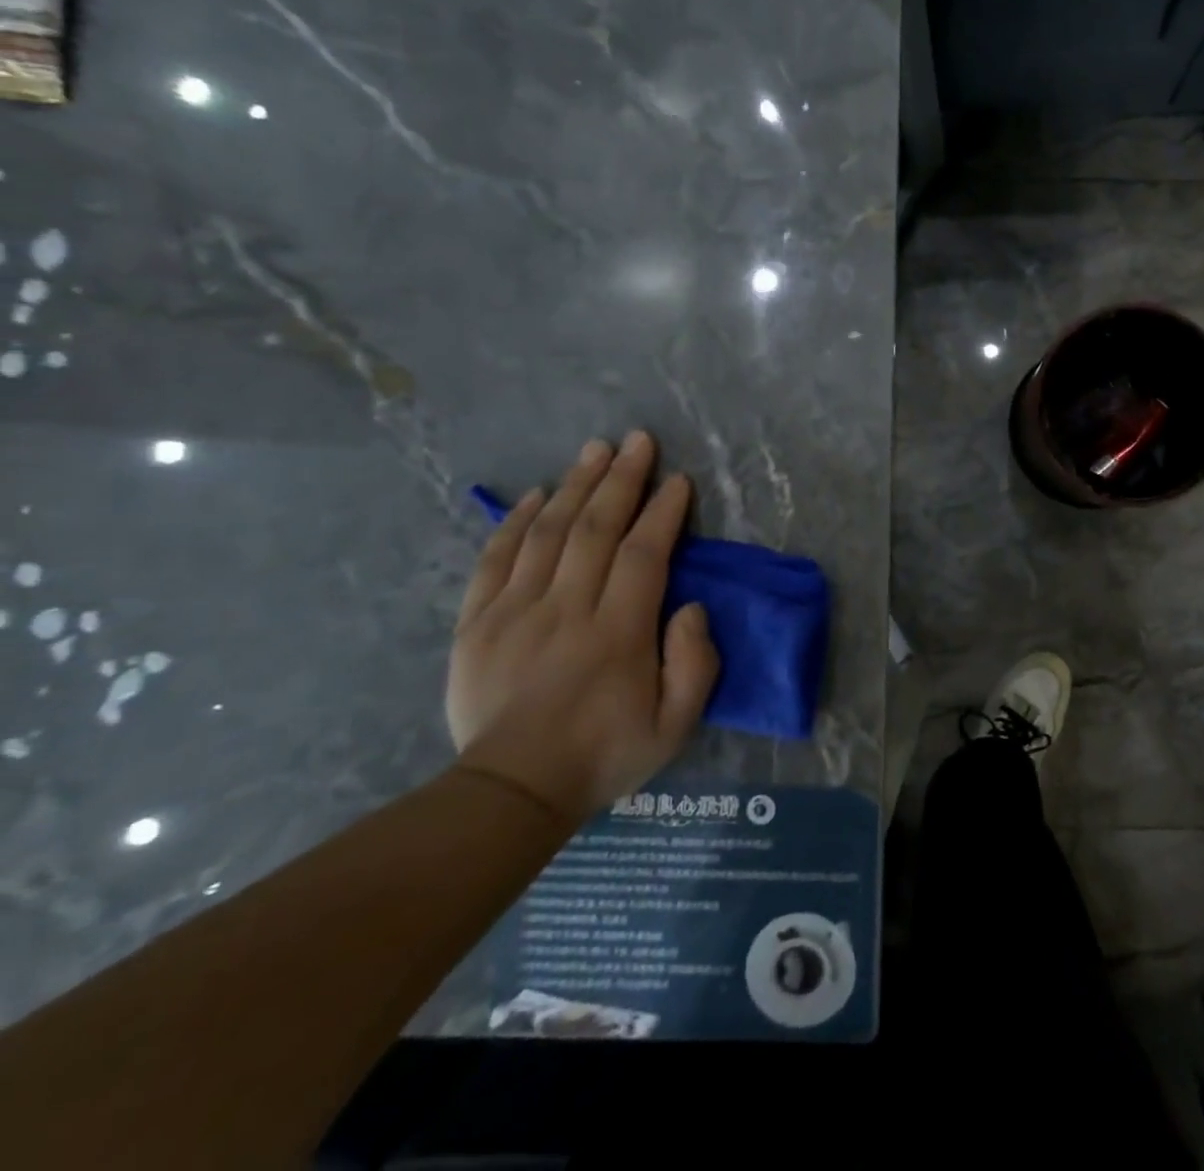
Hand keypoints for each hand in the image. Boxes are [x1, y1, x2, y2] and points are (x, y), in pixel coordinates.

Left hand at [446, 432, 720, 822]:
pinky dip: (518, 520)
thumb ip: (695, 664)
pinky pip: (497, 559)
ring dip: (576, 485)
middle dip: (622, 479)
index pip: (645, 554)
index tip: (679, 480)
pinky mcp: (478, 622)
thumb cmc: (605, 754)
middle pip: (596, 529)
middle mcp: (567, 610)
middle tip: (639, 441)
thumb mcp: (675, 725)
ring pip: (548, 532)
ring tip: (596, 449)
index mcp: (618, 633)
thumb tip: (692, 608)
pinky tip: (539, 494)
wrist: (512, 791)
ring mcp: (516, 612)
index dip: (663, 512)